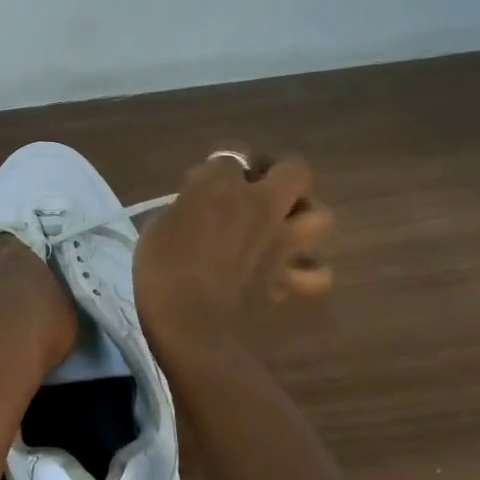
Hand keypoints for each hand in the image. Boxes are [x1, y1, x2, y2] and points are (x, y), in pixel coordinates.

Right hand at [134, 149, 333, 368]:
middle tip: (258, 189)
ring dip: (304, 217)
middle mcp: (260, 205)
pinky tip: (288, 272)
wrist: (191, 326)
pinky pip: (316, 272)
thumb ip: (186, 208)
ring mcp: (282, 243)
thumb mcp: (158, 226)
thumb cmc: (161, 271)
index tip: (203, 181)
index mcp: (220, 186)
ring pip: (321, 216)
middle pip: (294, 169)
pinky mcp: (290, 279)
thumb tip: (200, 208)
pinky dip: (307, 271)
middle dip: (280, 174)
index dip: (219, 165)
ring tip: (282, 226)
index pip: (230, 153)